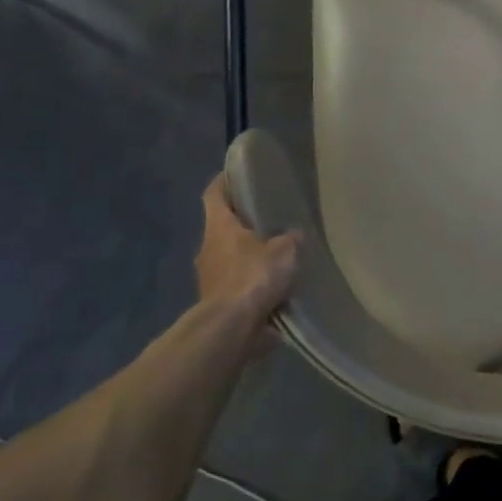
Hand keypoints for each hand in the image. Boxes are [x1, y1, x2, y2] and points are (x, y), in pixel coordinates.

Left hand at [196, 177, 300, 329]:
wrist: (231, 326)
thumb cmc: (253, 276)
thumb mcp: (284, 251)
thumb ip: (289, 239)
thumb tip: (293, 235)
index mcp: (219, 227)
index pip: (214, 195)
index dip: (223, 183)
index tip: (234, 174)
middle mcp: (208, 248)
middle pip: (221, 228)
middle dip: (241, 224)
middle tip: (268, 219)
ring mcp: (209, 277)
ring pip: (229, 257)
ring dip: (247, 256)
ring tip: (275, 256)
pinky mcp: (216, 302)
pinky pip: (235, 284)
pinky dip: (250, 283)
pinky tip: (272, 287)